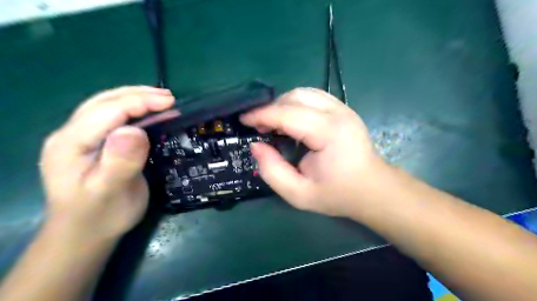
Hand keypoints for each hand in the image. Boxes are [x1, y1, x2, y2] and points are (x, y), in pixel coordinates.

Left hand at [39, 86, 173, 240]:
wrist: (85, 234)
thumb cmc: (100, 215)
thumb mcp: (111, 192)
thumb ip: (120, 161)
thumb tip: (135, 130)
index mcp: (71, 143)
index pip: (108, 110)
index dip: (140, 102)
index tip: (170, 102)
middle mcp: (71, 134)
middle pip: (104, 102)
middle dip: (138, 95)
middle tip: (169, 97)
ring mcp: (80, 138)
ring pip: (107, 107)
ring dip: (136, 99)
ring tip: (161, 99)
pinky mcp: (93, 144)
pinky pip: (113, 119)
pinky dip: (134, 111)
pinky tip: (148, 113)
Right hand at [241, 87, 387, 215]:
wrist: (372, 189)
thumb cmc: (337, 194)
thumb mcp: (298, 193)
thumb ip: (272, 171)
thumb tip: (256, 145)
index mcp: (329, 133)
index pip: (288, 114)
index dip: (261, 114)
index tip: (243, 120)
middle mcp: (338, 113)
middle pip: (295, 97)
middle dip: (271, 108)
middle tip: (259, 127)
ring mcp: (343, 107)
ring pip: (304, 93)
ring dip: (283, 104)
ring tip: (273, 124)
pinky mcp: (343, 109)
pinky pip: (313, 96)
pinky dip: (295, 104)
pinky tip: (291, 120)